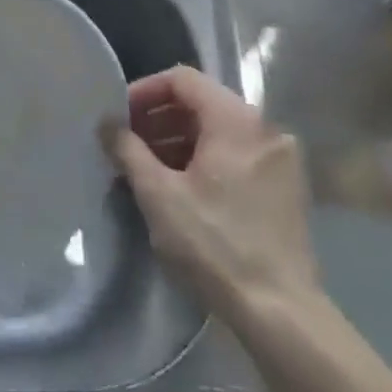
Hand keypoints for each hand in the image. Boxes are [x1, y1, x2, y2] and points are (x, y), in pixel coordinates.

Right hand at [102, 66, 321, 339]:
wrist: (280, 312)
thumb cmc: (214, 244)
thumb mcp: (157, 193)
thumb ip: (127, 149)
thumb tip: (107, 123)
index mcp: (237, 122)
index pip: (182, 79)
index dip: (144, 91)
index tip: (119, 119)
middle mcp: (265, 130)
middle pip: (201, 102)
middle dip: (157, 118)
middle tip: (126, 144)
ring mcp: (279, 159)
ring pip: (217, 130)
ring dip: (176, 139)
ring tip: (145, 168)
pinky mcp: (284, 187)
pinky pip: (234, 153)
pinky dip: (202, 158)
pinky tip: (177, 187)